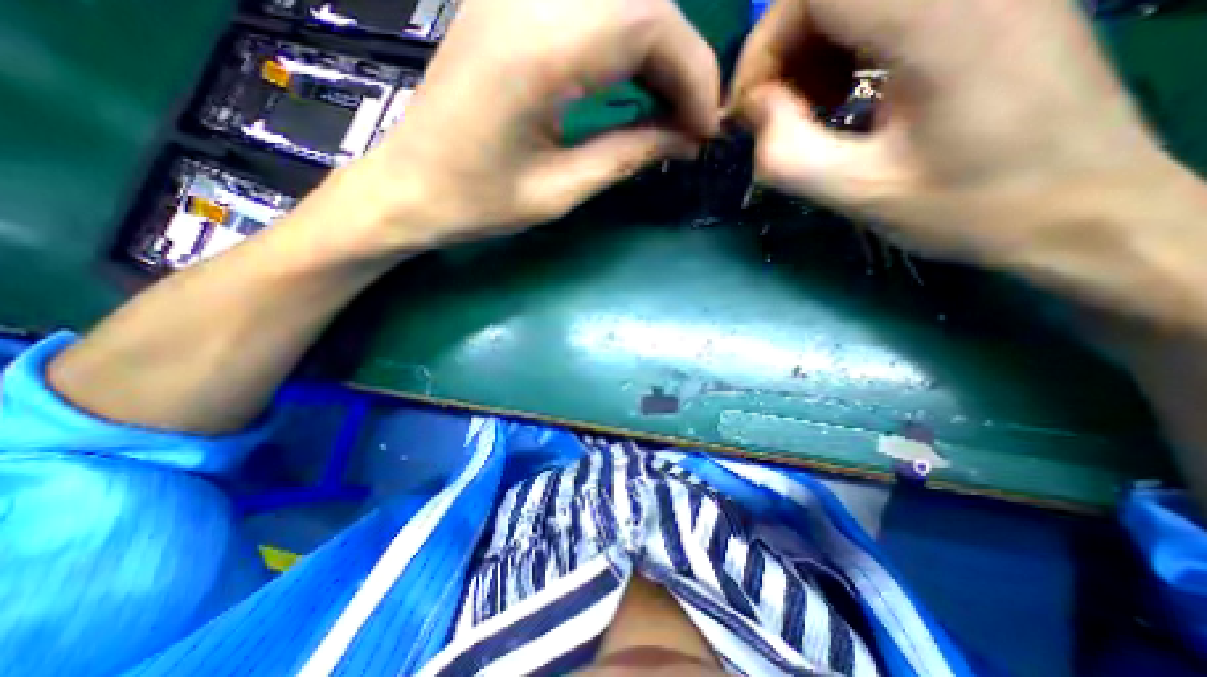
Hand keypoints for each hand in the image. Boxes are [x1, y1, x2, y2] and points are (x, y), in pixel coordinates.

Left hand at [330, 0, 714, 254]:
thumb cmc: (477, 202)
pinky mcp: (510, 8)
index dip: (694, 73)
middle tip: (690, 125)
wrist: (408, 188)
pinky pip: (591, 12)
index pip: (650, 20)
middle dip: (682, 64)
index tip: (705, 129)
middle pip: (642, 1)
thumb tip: (686, 139)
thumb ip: (627, 155)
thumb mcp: (559, 192)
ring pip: (622, 2)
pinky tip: (634, 91)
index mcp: (539, 50)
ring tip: (668, 113)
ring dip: (657, 56)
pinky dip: (627, 49)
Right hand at [731, 0, 1175, 263]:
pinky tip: (844, 94)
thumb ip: (787, 154)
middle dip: (784, 51)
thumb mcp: (860, 193)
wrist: (1084, 208)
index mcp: (939, 19)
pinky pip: (884, 9)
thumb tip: (755, 110)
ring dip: (811, 52)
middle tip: (774, 116)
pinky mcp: (987, 1)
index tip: (753, 108)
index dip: (765, 45)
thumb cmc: (969, 207)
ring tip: (808, 111)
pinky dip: (844, 47)